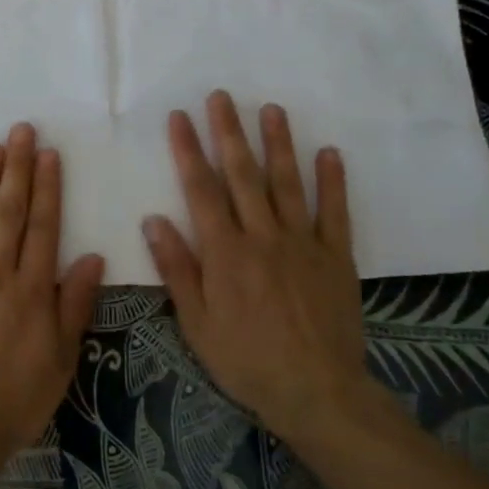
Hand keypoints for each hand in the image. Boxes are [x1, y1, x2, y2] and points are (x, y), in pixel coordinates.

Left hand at [0, 123, 104, 486]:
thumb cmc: (16, 401)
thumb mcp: (61, 360)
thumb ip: (75, 304)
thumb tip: (92, 256)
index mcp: (32, 291)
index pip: (43, 227)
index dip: (47, 187)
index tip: (47, 153)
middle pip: (9, 213)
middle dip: (17, 169)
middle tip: (20, 130)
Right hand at [143, 91, 371, 442]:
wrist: (317, 392)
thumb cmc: (246, 360)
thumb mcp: (196, 323)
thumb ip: (176, 268)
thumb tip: (153, 219)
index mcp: (225, 252)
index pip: (201, 189)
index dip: (188, 150)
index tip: (180, 117)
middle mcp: (262, 236)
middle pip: (242, 175)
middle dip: (229, 132)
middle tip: (222, 96)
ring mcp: (302, 243)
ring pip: (287, 183)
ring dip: (278, 144)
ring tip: (271, 109)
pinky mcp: (335, 257)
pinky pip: (334, 212)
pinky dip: (332, 181)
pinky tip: (329, 153)